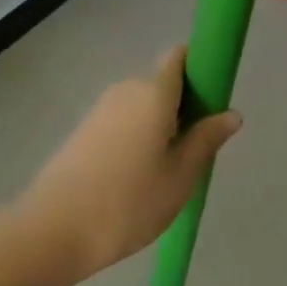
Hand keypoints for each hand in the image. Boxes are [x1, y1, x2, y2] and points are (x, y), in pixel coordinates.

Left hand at [17, 48, 241, 279]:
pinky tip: (135, 178)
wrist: (54, 229)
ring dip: (159, 126)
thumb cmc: (128, 203)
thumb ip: (205, 140)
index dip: (199, 68)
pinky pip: (122, 121)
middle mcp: (126, 89)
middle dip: (183, 108)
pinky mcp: (84, 128)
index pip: (178, 57)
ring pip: (142, 105)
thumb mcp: (179, 178)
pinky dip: (136, 137)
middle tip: (193, 153)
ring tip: (165, 173)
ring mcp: (101, 108)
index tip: (213, 99)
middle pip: (163, 84)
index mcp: (153, 93)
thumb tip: (232, 113)